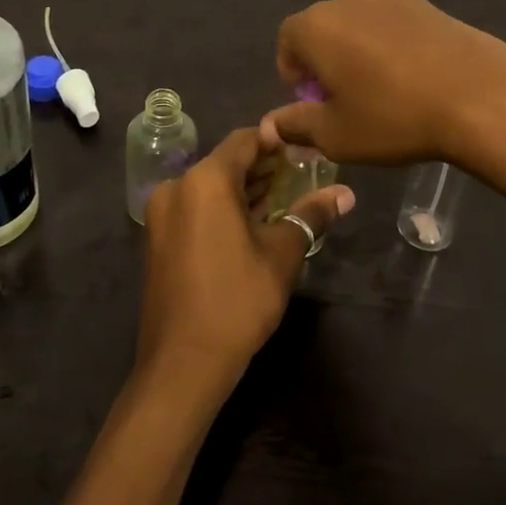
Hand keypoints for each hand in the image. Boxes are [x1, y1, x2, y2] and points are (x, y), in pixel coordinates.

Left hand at [136, 128, 353, 401]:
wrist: (182, 363)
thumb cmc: (237, 301)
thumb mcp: (281, 255)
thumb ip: (311, 215)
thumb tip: (347, 194)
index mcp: (205, 180)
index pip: (244, 140)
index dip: (276, 142)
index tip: (306, 150)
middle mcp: (177, 186)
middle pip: (226, 162)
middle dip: (263, 167)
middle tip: (302, 175)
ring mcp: (162, 213)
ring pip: (210, 187)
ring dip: (244, 189)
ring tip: (284, 197)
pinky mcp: (158, 238)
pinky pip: (195, 207)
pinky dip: (223, 208)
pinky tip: (252, 222)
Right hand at [259, 0, 505, 166]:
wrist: (481, 97)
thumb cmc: (394, 117)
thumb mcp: (336, 135)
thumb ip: (296, 125)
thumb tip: (271, 124)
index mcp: (318, 24)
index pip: (287, 40)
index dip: (293, 73)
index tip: (312, 103)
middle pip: (323, 29)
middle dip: (325, 62)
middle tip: (345, 101)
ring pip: (360, 25)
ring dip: (359, 52)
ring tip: (382, 91)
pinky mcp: (429, 5)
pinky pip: (394, 25)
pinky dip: (391, 46)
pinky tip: (414, 79)